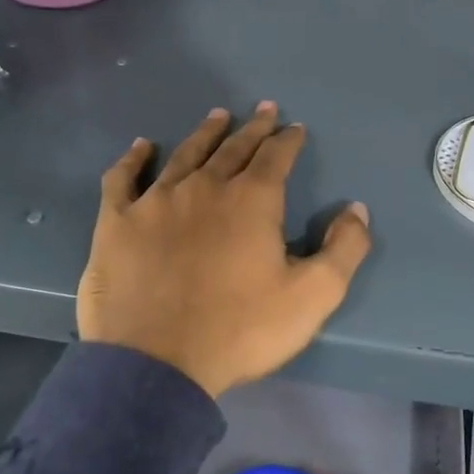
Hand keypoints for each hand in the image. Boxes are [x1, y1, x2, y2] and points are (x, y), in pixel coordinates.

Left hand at [77, 103, 372, 397]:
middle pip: (232, 148)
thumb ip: (344, 249)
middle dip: (252, 128)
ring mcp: (155, 201)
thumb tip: (357, 209)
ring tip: (217, 116)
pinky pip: (123, 178)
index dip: (287, 140)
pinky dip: (133, 159)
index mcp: (252, 201)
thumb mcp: (313, 296)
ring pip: (184, 155)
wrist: (157, 363)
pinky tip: (141, 147)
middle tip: (263, 110)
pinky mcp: (117, 222)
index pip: (275, 157)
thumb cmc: (241, 330)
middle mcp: (204, 188)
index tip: (295, 128)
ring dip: (204, 134)